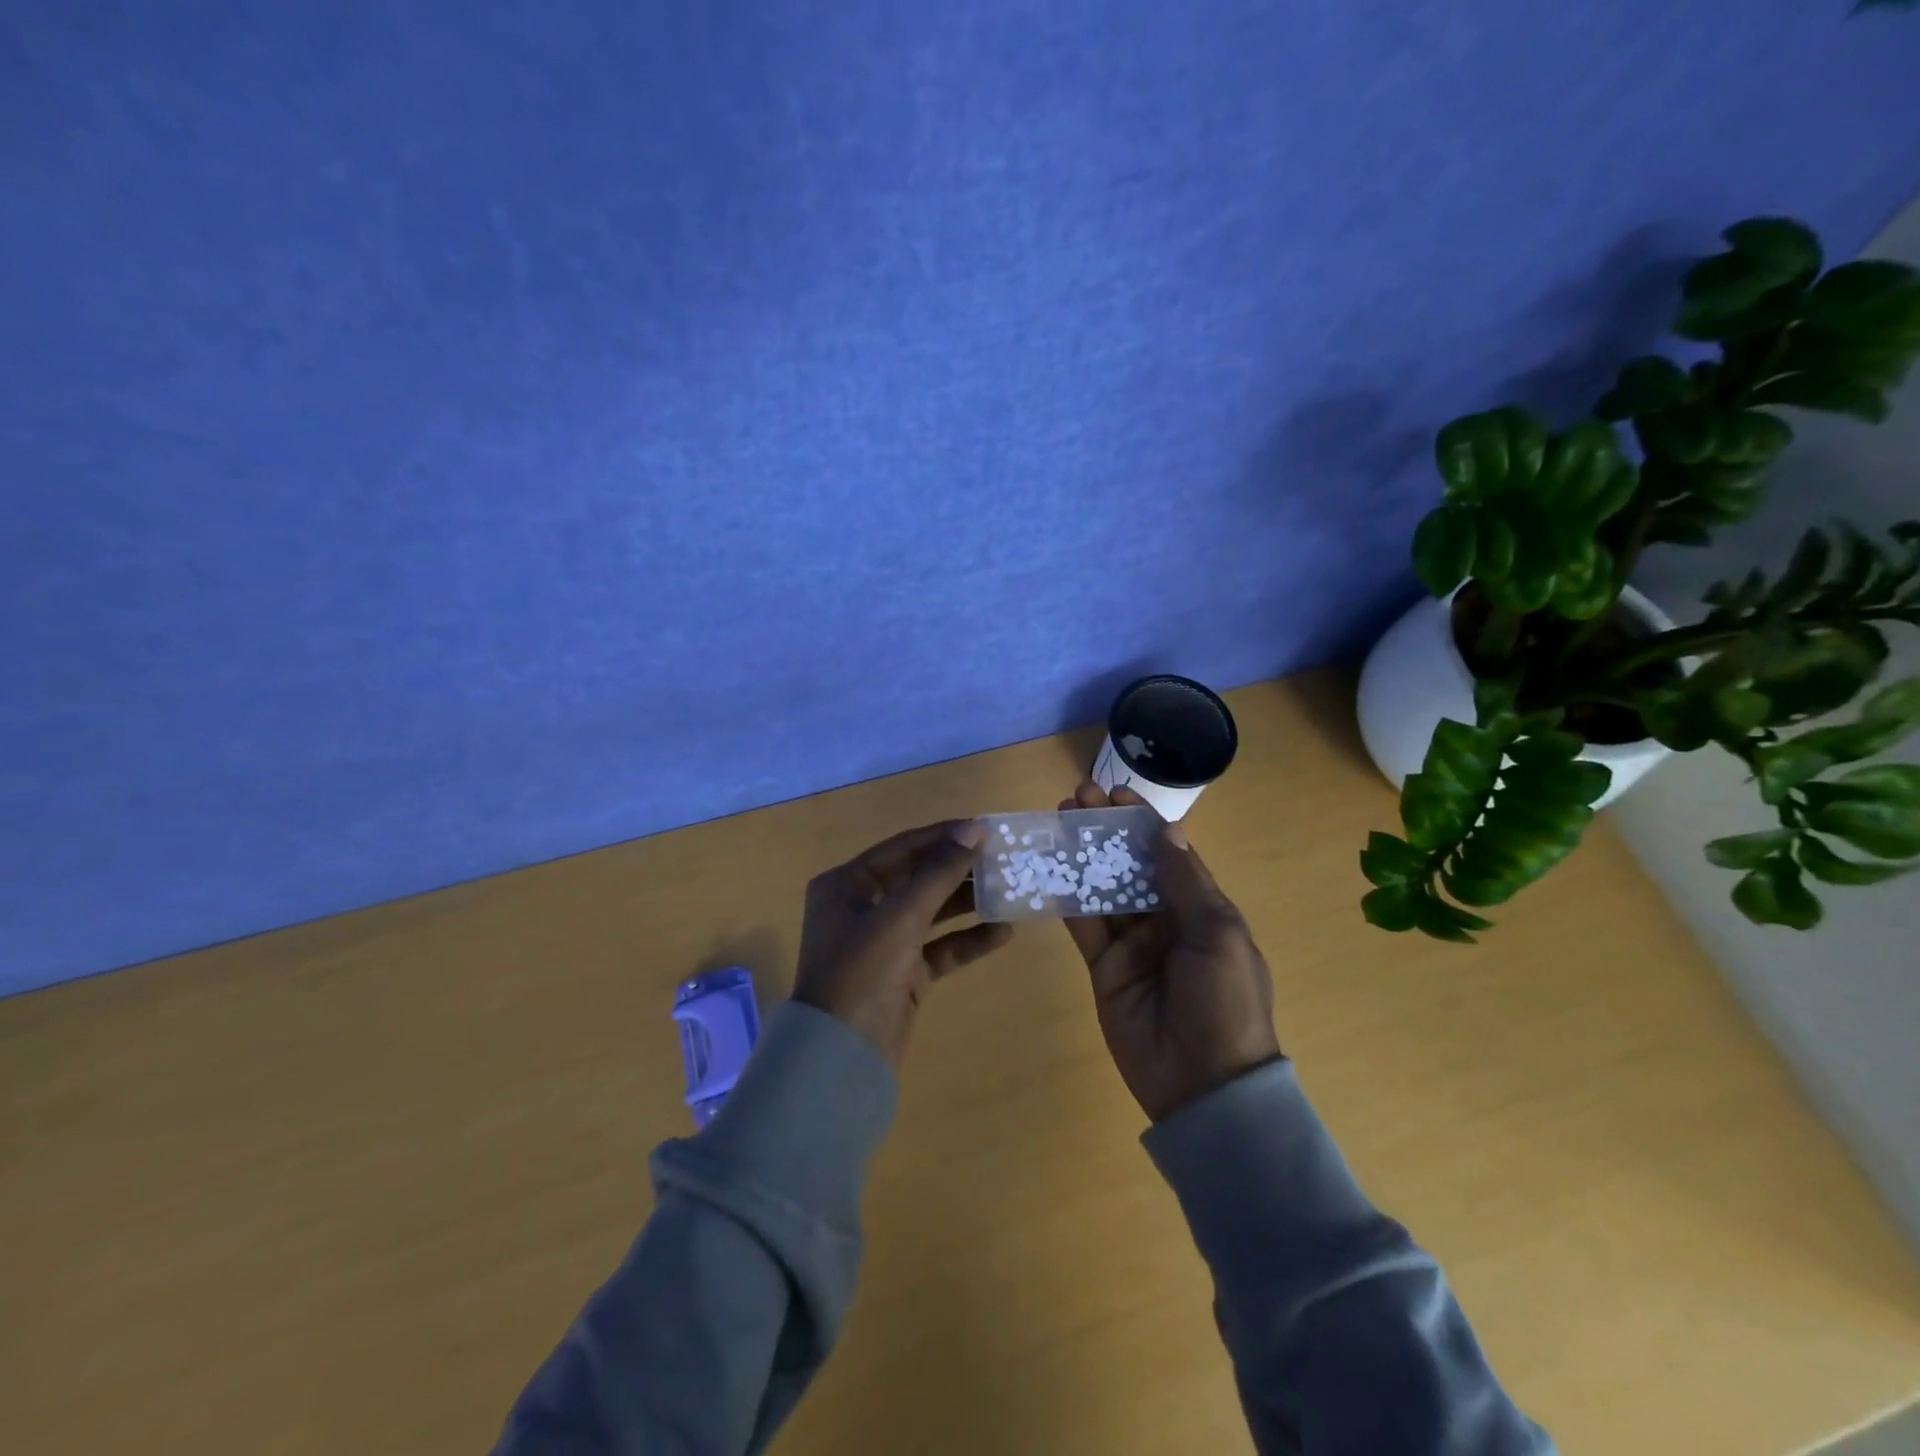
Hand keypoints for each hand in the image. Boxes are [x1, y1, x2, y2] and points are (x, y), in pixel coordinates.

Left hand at [793, 820, 1013, 1067]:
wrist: (841, 1058)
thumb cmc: (861, 972)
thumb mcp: (900, 916)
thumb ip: (939, 872)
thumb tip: (975, 830)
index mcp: (847, 884)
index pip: (903, 847)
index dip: (944, 836)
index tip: (985, 829)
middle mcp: (862, 907)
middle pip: (918, 877)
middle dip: (959, 869)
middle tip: (1004, 859)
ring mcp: (883, 941)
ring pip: (932, 912)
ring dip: (968, 903)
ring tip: (1011, 890)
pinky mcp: (902, 972)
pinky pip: (940, 947)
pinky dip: (967, 940)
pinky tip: (1003, 932)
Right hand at [1059, 782, 1281, 1121]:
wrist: (1204, 1084)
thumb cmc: (1224, 1001)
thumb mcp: (1218, 935)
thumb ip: (1186, 882)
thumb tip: (1166, 830)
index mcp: (1200, 908)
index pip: (1168, 852)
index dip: (1141, 821)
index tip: (1114, 793)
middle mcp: (1165, 919)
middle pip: (1129, 864)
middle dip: (1105, 830)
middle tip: (1075, 798)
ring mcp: (1132, 943)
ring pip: (1102, 888)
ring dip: (1082, 855)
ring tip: (1058, 821)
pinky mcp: (1104, 967)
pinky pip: (1084, 925)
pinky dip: (1066, 897)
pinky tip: (1048, 868)